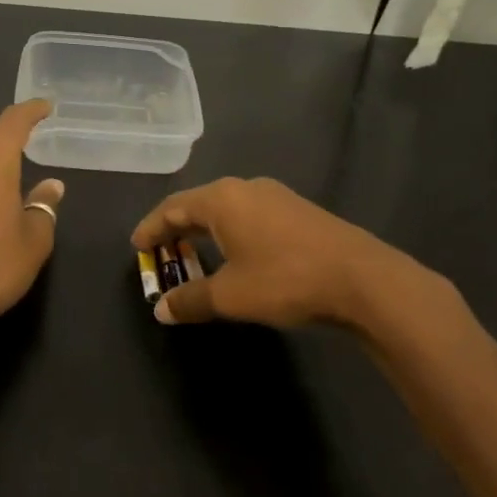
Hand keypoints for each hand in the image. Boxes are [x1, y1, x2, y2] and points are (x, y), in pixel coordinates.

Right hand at [131, 177, 407, 330]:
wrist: (360, 278)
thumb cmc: (284, 280)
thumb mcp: (230, 296)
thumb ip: (191, 299)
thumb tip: (162, 308)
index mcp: (222, 199)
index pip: (172, 207)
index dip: (151, 228)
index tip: (136, 247)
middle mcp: (246, 188)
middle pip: (198, 205)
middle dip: (177, 230)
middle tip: (162, 255)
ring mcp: (275, 196)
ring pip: (227, 210)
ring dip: (205, 233)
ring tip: (195, 257)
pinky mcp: (297, 210)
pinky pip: (249, 216)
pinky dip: (231, 234)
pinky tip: (237, 256)